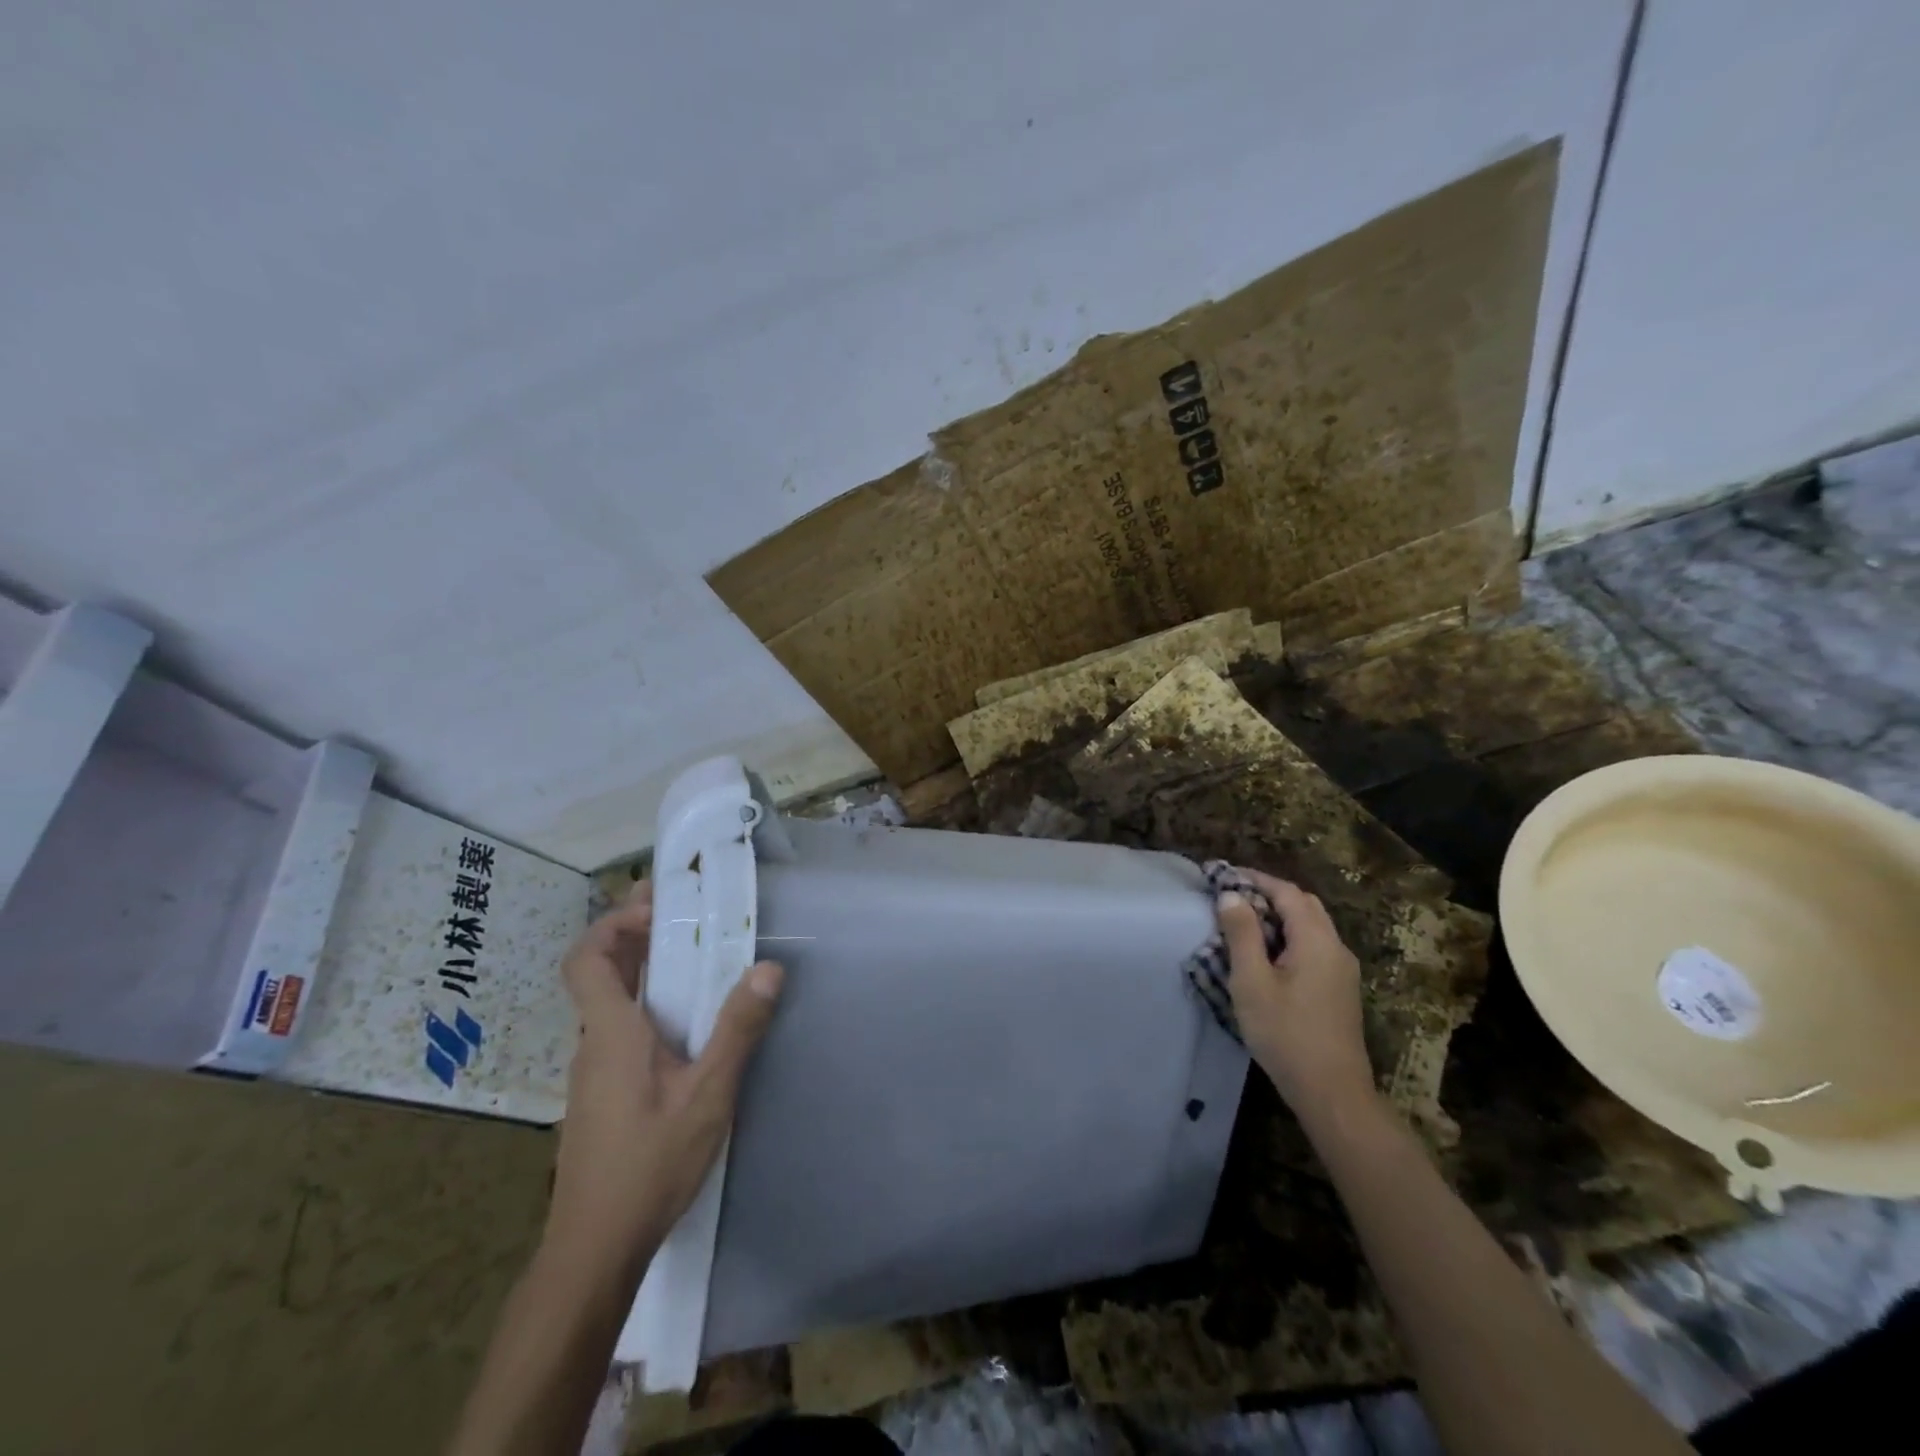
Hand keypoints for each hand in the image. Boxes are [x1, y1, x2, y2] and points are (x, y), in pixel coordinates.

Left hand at [547, 881, 783, 1267]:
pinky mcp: (601, 1096)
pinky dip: (644, 1004)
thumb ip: (737, 1030)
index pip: (586, 960)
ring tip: (690, 954)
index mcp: (611, 1033)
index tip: (658, 906)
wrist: (594, 1251)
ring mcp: (593, 1073)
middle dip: (635, 933)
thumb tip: (768, 968)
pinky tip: (682, 1024)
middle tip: (680, 908)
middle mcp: (594, 1044)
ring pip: (609, 1003)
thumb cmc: (649, 1166)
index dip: (613, 923)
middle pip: (599, 972)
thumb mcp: (707, 1095)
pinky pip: (618, 1030)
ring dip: (641, 968)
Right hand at [1216, 870, 1374, 1124]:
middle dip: (1268, 894)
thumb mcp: (1252, 981)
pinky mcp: (1340, 989)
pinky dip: (1290, 936)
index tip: (1223, 875)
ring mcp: (1342, 970)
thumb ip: (1242, 934)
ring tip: (1244, 922)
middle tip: (1232, 896)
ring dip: (1280, 916)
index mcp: (1316, 940)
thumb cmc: (1285, 1034)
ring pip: (1311, 926)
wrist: (1332, 1093)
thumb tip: (1231, 895)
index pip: (1286, 892)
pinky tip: (1267, 954)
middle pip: (1304, 905)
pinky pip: (1315, 946)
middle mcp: (1336, 947)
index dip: (1255, 879)